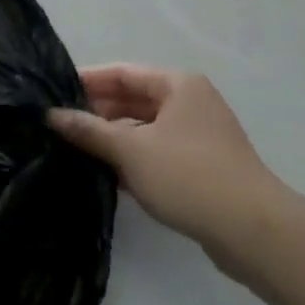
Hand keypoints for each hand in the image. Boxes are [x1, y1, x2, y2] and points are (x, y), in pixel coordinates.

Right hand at [49, 65, 290, 274]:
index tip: (54, 92)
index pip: (123, 72)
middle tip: (60, 125)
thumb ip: (89, 130)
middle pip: (134, 99)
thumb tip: (51, 115)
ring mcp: (199, 135)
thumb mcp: (130, 150)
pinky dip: (134, 159)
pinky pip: (158, 152)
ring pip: (145, 128)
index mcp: (178, 85)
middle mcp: (191, 102)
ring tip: (76, 150)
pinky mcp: (203, 166)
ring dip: (114, 138)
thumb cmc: (189, 176)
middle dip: (98, 112)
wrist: (253, 231)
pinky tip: (107, 176)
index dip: (88, 81)